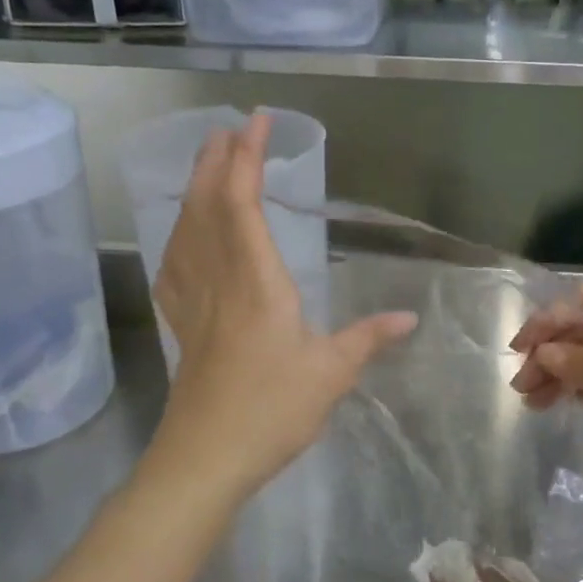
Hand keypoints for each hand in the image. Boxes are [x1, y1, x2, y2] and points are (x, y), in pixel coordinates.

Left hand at [148, 115, 415, 502]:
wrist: (204, 459)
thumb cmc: (271, 410)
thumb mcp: (331, 373)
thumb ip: (369, 338)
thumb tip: (409, 317)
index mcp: (256, 282)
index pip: (242, 203)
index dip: (246, 158)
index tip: (254, 123)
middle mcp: (218, 280)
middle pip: (207, 206)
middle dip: (215, 162)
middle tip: (226, 130)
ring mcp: (193, 301)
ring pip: (185, 231)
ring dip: (194, 190)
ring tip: (207, 166)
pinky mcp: (181, 325)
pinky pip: (173, 265)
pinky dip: (178, 235)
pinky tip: (182, 234)